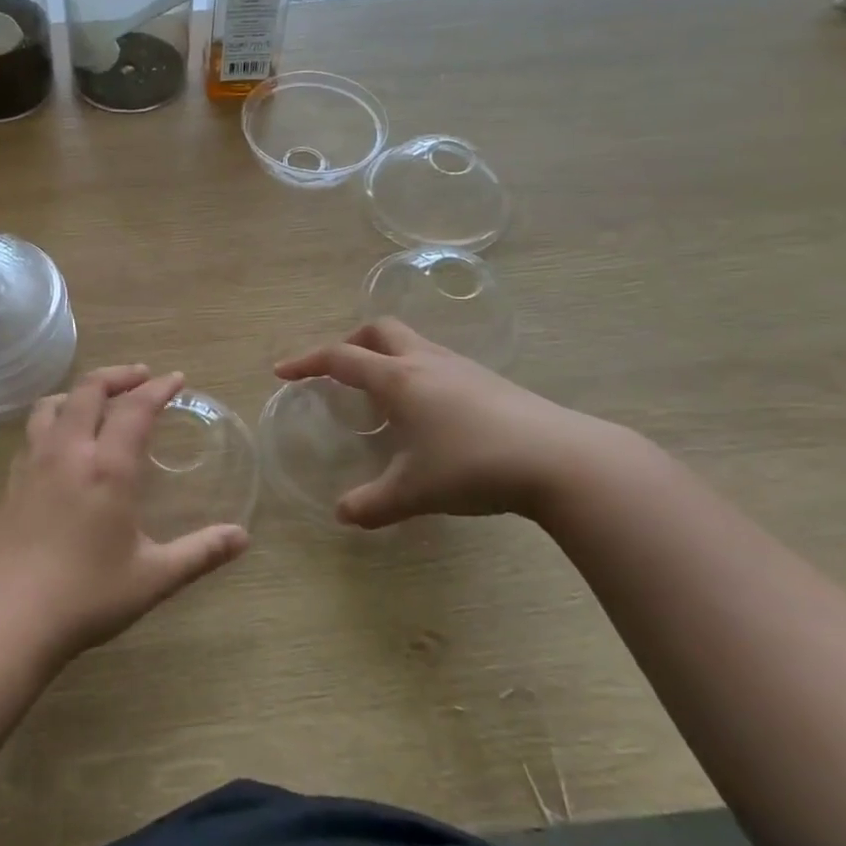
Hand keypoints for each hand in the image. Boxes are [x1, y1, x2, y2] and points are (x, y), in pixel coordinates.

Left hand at [0, 365, 250, 660]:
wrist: (6, 618)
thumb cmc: (86, 596)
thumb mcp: (153, 578)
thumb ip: (200, 553)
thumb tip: (242, 537)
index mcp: (107, 467)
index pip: (135, 408)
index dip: (158, 388)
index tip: (176, 379)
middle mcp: (68, 452)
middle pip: (88, 390)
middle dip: (118, 376)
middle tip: (140, 377)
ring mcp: (33, 464)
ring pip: (51, 405)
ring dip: (79, 392)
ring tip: (96, 400)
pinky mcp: (10, 482)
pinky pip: (32, 432)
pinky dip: (53, 420)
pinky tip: (60, 445)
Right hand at [274, 320, 626, 526]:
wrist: (562, 459)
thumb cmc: (474, 466)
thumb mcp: (415, 491)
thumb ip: (372, 503)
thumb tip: (342, 515)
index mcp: (398, 379)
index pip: (340, 358)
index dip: (306, 362)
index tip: (283, 372)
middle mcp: (425, 362)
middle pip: (378, 330)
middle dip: (350, 343)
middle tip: (337, 371)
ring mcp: (461, 367)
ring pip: (411, 342)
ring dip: (385, 355)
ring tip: (380, 394)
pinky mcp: (489, 380)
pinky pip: (437, 361)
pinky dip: (415, 372)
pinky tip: (426, 410)